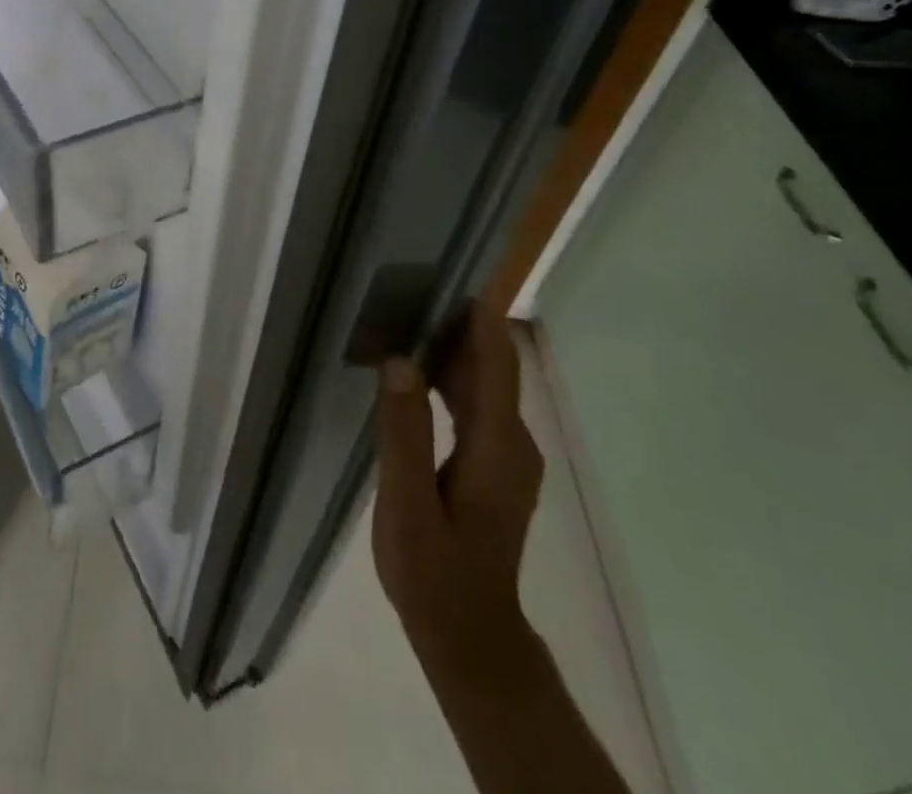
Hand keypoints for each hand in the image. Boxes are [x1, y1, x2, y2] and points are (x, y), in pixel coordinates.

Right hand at [372, 301, 544, 668]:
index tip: (448, 277)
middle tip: (407, 291)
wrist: (469, 635)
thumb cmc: (434, 572)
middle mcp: (513, 442)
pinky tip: (416, 373)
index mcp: (497, 445)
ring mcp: (508, 456)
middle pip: (492, 368)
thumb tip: (399, 361)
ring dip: (451, 351)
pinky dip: (450, 379)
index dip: (478, 319)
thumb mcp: (407, 504)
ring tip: (404, 319)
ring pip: (484, 385)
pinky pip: (477, 406)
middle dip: (456, 326)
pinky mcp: (495, 466)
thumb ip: (404, 432)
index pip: (496, 363)